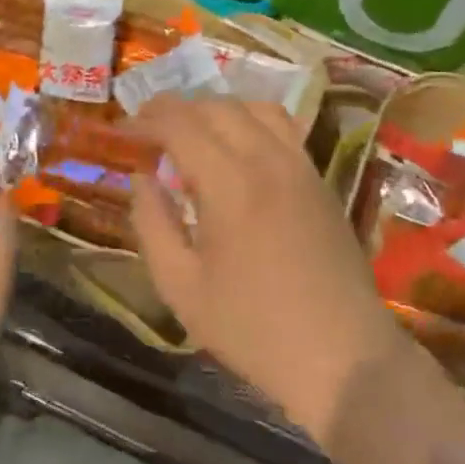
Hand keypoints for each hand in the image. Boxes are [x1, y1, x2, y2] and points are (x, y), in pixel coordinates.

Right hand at [130, 98, 405, 443]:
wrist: (342, 357)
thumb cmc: (252, 329)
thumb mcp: (180, 286)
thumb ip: (152, 223)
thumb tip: (142, 178)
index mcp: (230, 184)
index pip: (181, 124)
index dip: (146, 119)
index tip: (122, 130)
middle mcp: (268, 160)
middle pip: (217, 106)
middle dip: (176, 108)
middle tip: (148, 129)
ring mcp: (301, 167)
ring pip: (255, 108)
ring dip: (215, 109)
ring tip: (191, 132)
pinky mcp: (320, 180)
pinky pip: (283, 127)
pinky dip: (250, 121)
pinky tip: (236, 149)